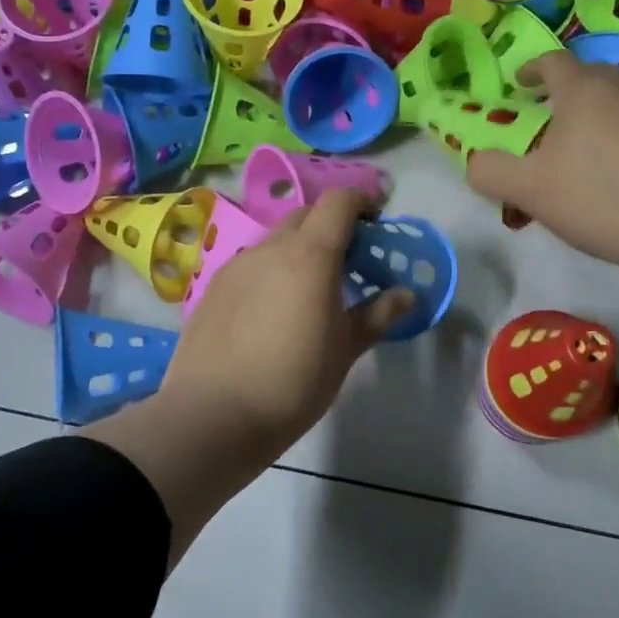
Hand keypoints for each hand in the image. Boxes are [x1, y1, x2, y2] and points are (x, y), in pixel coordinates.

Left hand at [80, 187, 411, 567]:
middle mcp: (270, 248)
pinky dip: (271, 271)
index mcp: (310, 255)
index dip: (362, 201)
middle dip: (332, 226)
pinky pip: (251, 265)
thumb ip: (377, 315)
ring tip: (310, 290)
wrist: (212, 416)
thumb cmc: (293, 382)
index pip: (338, 202)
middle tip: (349, 262)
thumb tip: (406, 294)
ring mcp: (235, 266)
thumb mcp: (345, 351)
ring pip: (275, 241)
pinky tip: (272, 311)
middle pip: (306, 216)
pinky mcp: (212, 288)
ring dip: (299, 250)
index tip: (377, 221)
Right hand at [466, 50, 618, 415]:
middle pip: (586, 79)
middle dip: (560, 95)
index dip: (531, 69)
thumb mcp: (529, 190)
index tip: (519, 85)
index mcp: (583, 89)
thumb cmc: (603, 198)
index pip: (552, 61)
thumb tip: (475, 161)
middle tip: (543, 124)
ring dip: (592, 120)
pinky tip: (617, 177)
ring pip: (615, 103)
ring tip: (579, 157)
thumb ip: (490, 172)